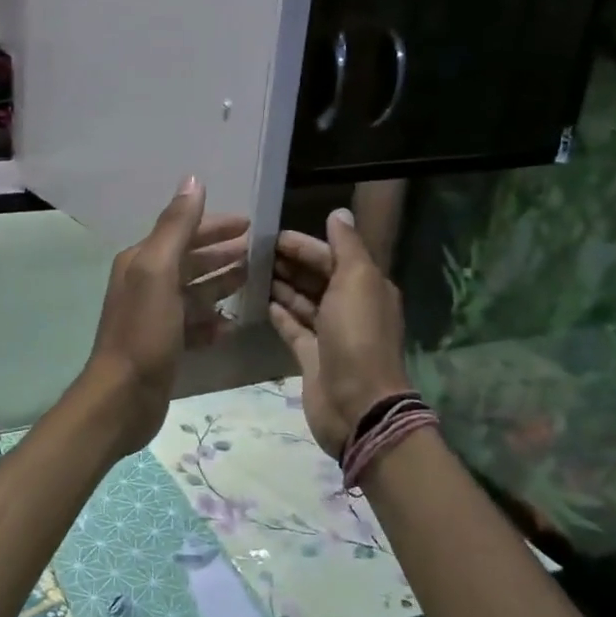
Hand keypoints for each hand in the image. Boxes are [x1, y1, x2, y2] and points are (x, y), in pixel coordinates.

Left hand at [82, 177, 249, 454]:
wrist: (124, 396)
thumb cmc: (144, 331)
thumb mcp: (158, 272)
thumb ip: (176, 227)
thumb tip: (192, 181)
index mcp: (141, 261)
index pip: (182, 232)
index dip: (215, 226)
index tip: (251, 223)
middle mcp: (145, 284)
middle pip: (190, 261)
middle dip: (222, 254)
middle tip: (260, 252)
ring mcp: (155, 316)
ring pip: (194, 293)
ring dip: (221, 285)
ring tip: (254, 282)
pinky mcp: (164, 345)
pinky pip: (194, 326)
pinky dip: (213, 322)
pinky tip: (232, 325)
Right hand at [268, 208, 410, 457]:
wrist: (357, 404)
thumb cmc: (357, 336)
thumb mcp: (357, 281)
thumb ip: (346, 246)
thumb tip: (338, 213)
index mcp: (366, 286)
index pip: (332, 255)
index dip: (304, 244)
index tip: (270, 235)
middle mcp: (350, 306)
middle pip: (316, 276)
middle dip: (289, 262)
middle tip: (252, 251)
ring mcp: (329, 333)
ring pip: (302, 300)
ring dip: (281, 285)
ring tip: (249, 271)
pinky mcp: (310, 355)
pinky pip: (292, 326)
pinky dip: (278, 312)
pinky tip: (258, 300)